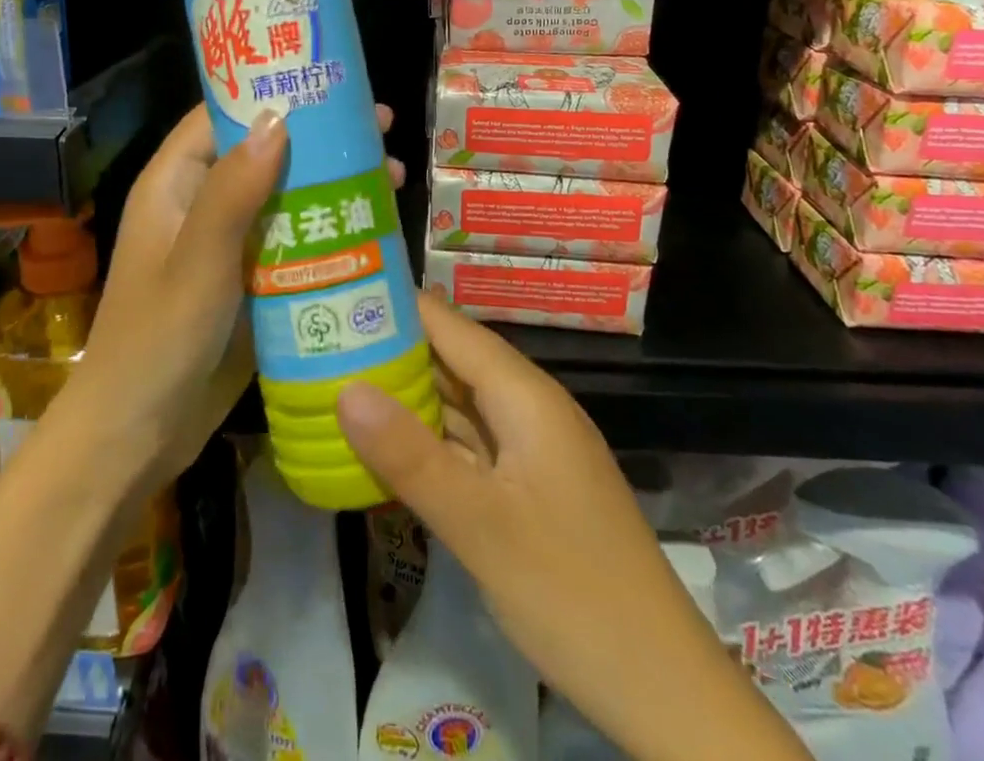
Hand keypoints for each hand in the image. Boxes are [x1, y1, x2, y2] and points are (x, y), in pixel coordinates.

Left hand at [68, 102, 404, 491]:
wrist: (136, 437)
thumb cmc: (157, 340)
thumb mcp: (199, 259)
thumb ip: (234, 190)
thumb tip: (278, 117)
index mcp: (175, 184)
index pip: (222, 115)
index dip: (271, 93)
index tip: (328, 81)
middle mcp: (201, 205)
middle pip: (264, 153)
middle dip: (319, 140)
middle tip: (380, 128)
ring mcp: (226, 246)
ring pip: (285, 197)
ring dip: (332, 184)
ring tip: (393, 174)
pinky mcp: (248, 282)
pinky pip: (291, 242)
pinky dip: (327, 230)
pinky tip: (373, 229)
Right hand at [336, 299, 703, 719]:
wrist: (663, 689)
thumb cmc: (572, 593)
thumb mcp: (480, 525)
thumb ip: (410, 456)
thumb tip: (344, 387)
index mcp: (524, 395)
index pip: (449, 325)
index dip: (396, 305)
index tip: (336, 294)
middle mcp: (528, 408)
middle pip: (452, 359)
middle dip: (390, 349)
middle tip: (320, 340)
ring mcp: (531, 449)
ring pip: (458, 403)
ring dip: (405, 395)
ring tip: (336, 380)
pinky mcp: (528, 487)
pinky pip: (469, 445)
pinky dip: (428, 440)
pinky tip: (385, 448)